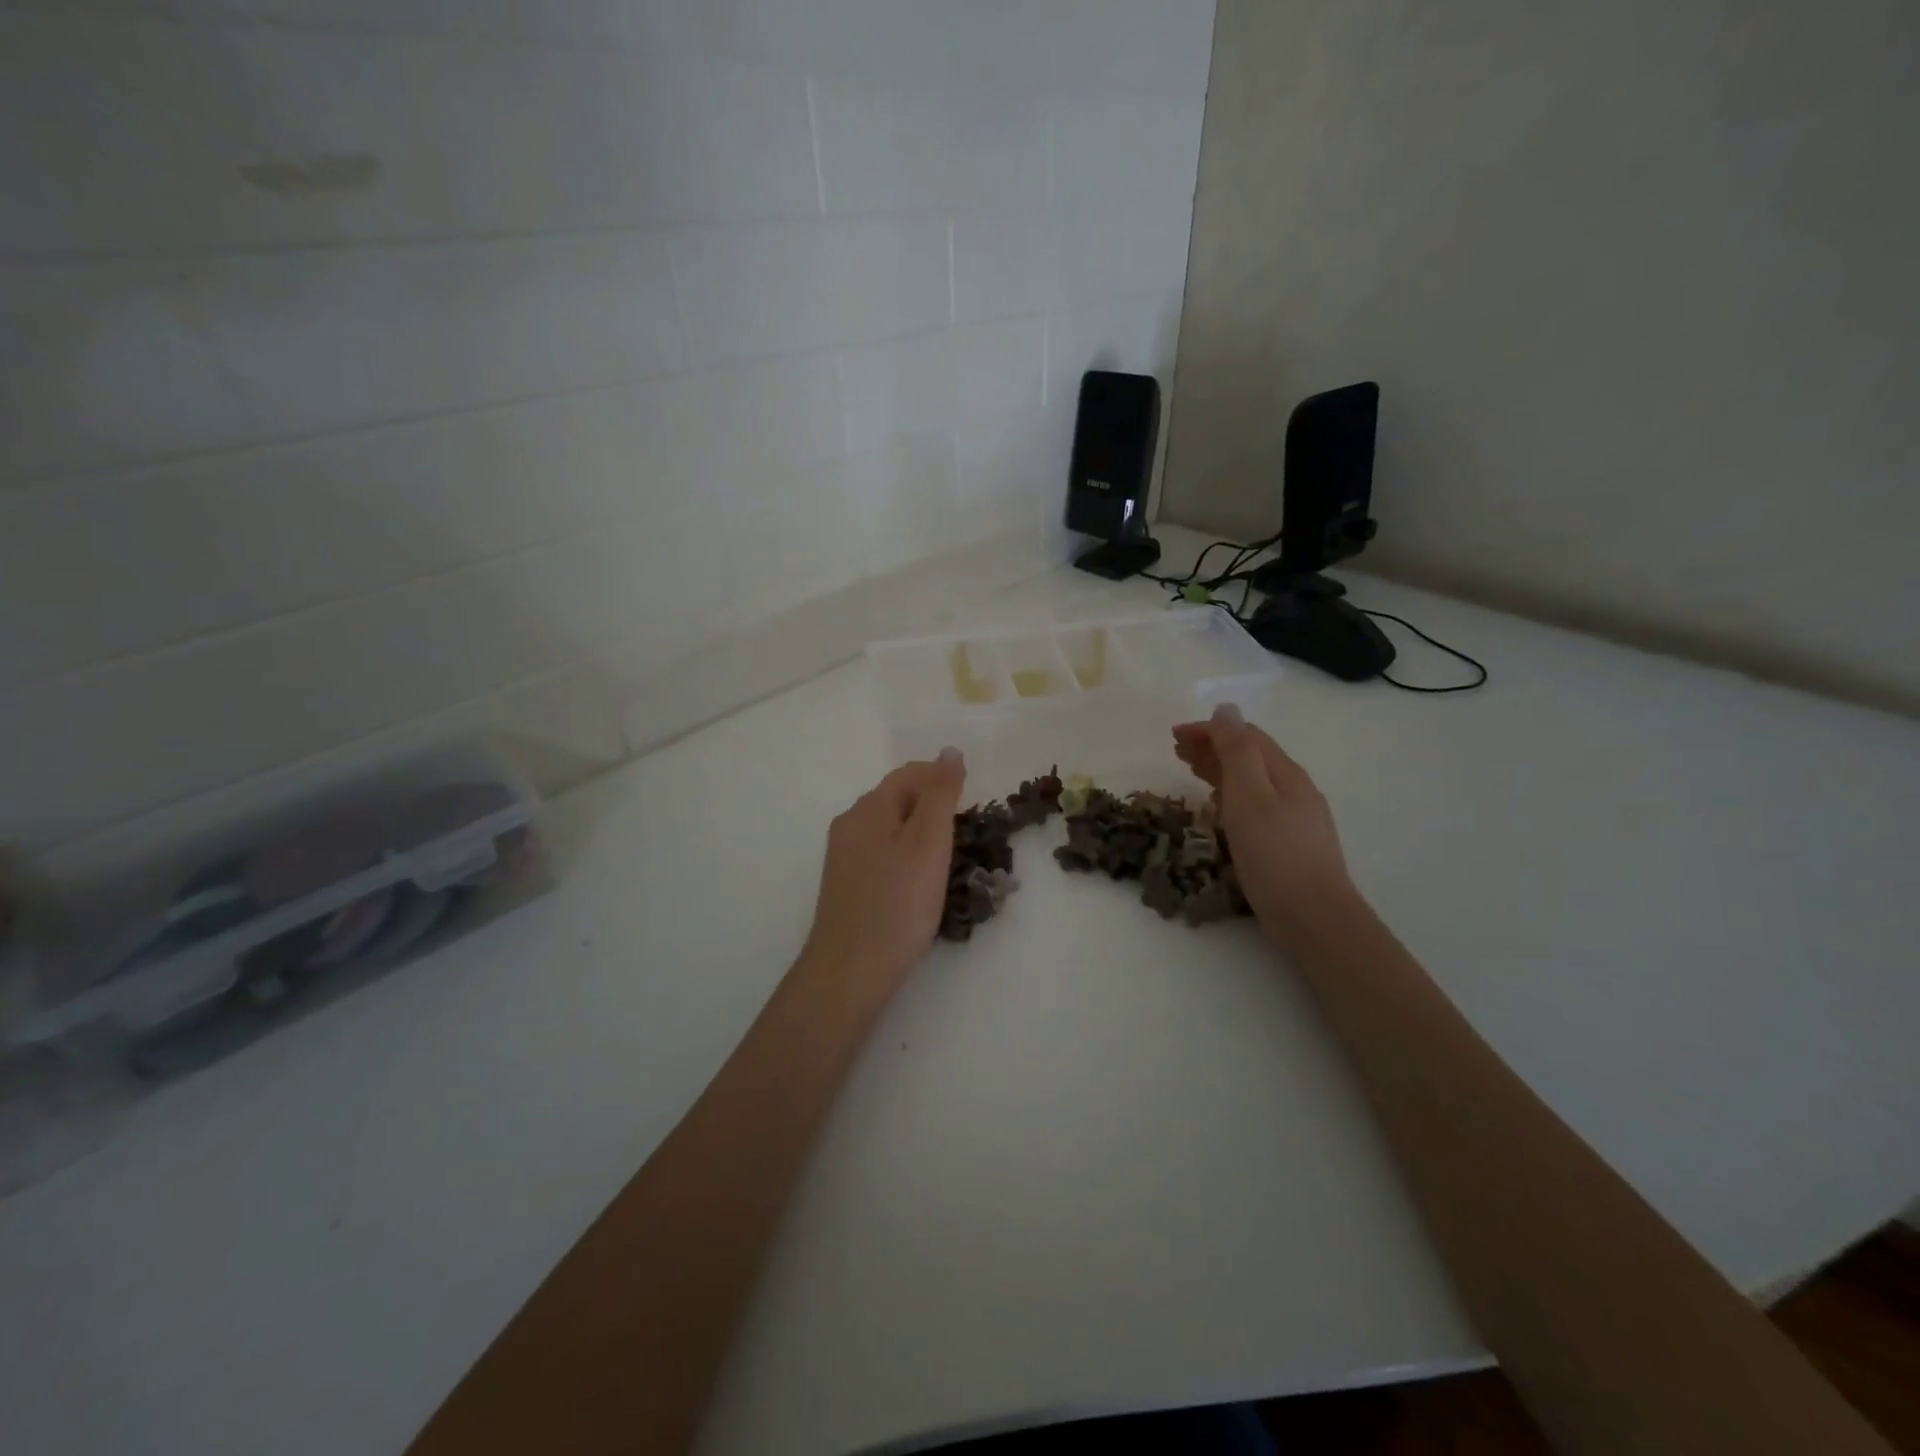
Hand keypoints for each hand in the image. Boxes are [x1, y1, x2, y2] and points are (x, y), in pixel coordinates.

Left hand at [801, 750, 966, 987]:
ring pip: (890, 828)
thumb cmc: (897, 903)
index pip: (909, 774)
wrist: (850, 972)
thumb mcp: (928, 842)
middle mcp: (850, 825)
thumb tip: (950, 751)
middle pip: (897, 799)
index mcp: (868, 809)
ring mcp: (844, 857)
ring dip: (922, 831)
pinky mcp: (848, 885)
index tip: (974, 796)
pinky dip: (908, 855)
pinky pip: (883, 854)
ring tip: (952, 854)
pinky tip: (923, 880)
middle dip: (933, 804)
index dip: (942, 776)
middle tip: (968, 828)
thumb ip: (940, 794)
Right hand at [1173, 704, 1352, 925]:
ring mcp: (1296, 818)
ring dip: (1220, 770)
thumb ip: (1237, 752)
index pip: (1245, 736)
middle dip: (1212, 747)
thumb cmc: (1274, 855)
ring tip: (1191, 773)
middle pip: (1250, 756)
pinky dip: (1231, 796)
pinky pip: (1255, 806)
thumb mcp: (1250, 796)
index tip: (1173, 736)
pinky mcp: (1290, 844)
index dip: (1209, 730)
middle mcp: (1294, 790)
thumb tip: (1227, 709)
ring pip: (1253, 782)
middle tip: (1176, 752)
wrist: (1313, 918)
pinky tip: (1219, 811)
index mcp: (1285, 773)